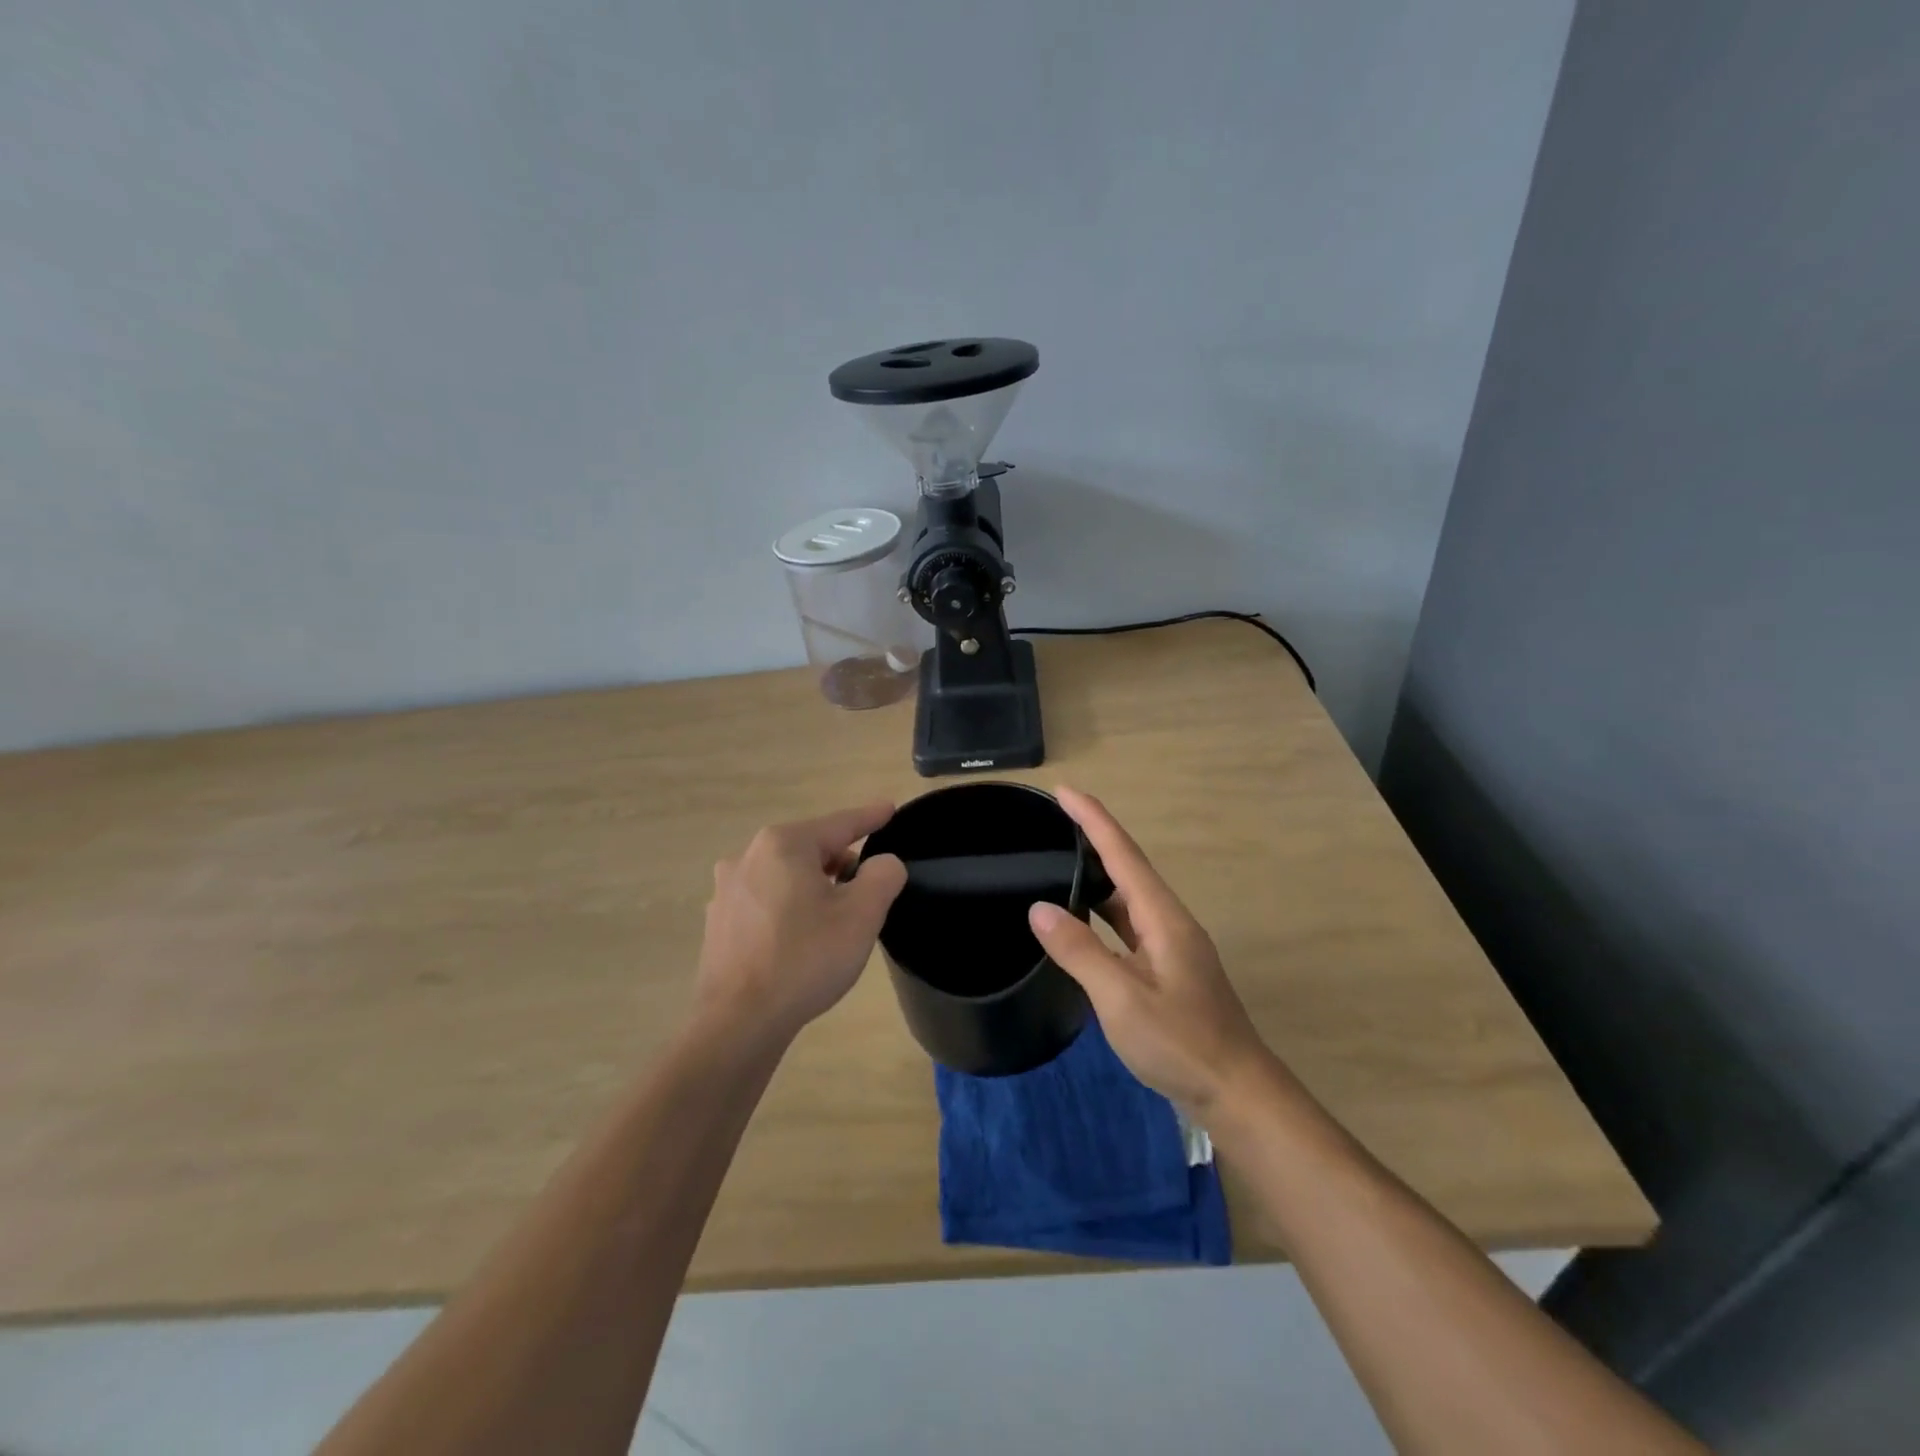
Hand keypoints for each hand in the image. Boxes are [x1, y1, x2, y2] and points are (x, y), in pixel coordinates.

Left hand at [694, 803, 907, 1044]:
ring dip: (814, 886)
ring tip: (834, 918)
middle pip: (810, 848)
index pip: (839, 824)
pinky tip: (799, 939)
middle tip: (867, 889)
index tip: (890, 809)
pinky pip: (765, 901)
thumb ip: (882, 876)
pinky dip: (788, 908)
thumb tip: (882, 863)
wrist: (739, 1023)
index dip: (870, 818)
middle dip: (841, 862)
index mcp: (784, 845)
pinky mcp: (718, 922)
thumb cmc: (805, 959)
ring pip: (785, 875)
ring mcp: (727, 890)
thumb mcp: (862, 915)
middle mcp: (748, 857)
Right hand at [1027, 786, 1271, 1113]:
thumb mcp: (1122, 997)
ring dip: (1097, 876)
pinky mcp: (1168, 971)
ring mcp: (1171, 948)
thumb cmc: (1180, 1043)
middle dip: (1093, 839)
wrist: (1237, 1093)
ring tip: (1060, 860)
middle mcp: (1170, 923)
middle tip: (1053, 821)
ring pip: (1129, 899)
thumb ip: (1080, 950)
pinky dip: (1103, 912)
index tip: (1064, 791)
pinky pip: (1129, 925)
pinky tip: (1083, 920)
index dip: (1093, 820)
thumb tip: (1039, 907)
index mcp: (1163, 917)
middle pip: (1128, 868)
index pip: (1123, 854)